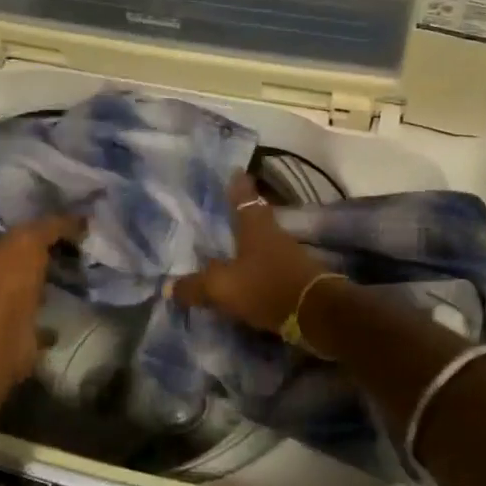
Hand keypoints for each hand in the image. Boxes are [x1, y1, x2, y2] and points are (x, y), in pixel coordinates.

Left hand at [0, 215, 81, 390]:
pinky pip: (37, 314)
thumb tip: (82, 217)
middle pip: (17, 254)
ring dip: (48, 280)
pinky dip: (52, 312)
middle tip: (78, 238)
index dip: (29, 217)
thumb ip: (54, 224)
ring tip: (82, 267)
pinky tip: (76, 300)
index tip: (60, 213)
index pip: (3, 224)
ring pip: (27, 284)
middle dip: (43, 249)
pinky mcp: (13, 329)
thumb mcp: (30, 239)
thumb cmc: (4, 282)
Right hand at [171, 174, 329, 333]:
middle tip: (219, 213)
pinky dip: (255, 270)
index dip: (237, 184)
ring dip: (246, 245)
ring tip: (225, 249)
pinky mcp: (295, 278)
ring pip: (262, 243)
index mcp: (255, 225)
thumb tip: (169, 287)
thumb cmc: (266, 287)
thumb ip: (195, 286)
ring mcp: (287, 255)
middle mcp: (273, 234)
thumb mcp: (222, 287)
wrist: (317, 314)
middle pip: (254, 218)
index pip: (244, 196)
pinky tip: (242, 278)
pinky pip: (268, 267)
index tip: (233, 171)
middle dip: (238, 216)